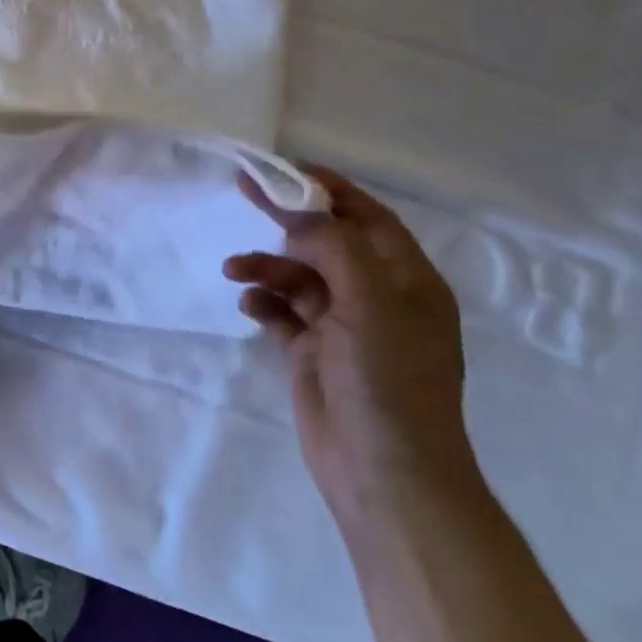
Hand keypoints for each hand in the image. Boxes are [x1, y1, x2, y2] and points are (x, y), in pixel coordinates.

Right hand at [224, 166, 474, 522]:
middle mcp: (376, 297)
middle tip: (245, 192)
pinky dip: (264, 303)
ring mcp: (343, 327)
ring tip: (235, 271)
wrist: (383, 472)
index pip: (366, 217)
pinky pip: (283, 313)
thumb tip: (298, 219)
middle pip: (326, 242)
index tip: (283, 169)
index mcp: (406, 280)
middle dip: (287, 220)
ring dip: (267, 268)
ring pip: (298, 277)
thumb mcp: (371, 302)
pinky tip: (249, 305)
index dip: (328, 188)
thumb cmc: (388, 380)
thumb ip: (335, 247)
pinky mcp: (313, 353)